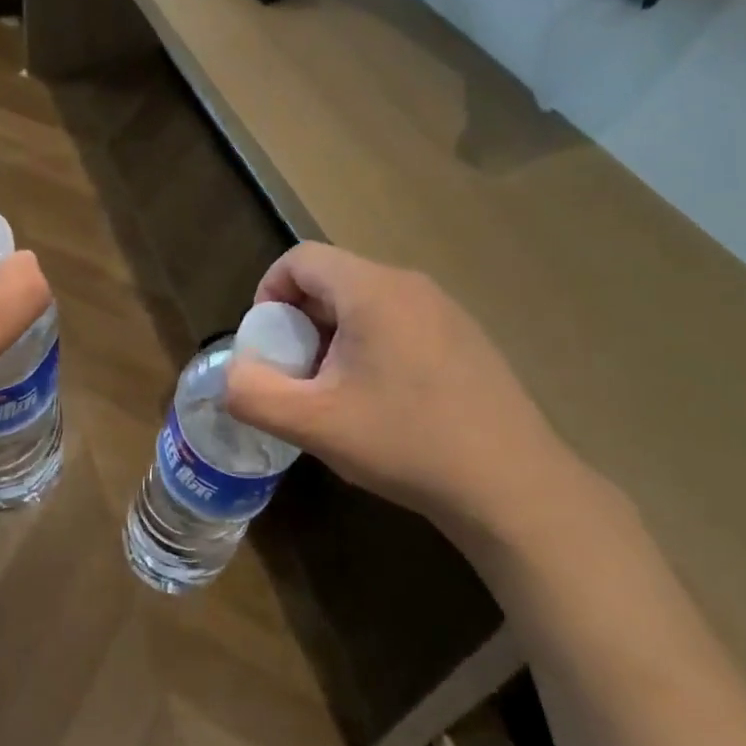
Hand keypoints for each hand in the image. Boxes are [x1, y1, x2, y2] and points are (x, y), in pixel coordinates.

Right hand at [224, 242, 597, 552]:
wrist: (513, 487)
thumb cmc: (406, 443)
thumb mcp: (313, 424)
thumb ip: (252, 393)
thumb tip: (232, 375)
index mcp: (372, 289)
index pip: (300, 258)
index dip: (268, 292)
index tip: (267, 345)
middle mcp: (410, 285)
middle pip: (332, 278)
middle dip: (299, 320)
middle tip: (297, 374)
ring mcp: (445, 310)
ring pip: (365, 302)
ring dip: (334, 335)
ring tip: (335, 391)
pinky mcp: (465, 338)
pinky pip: (399, 321)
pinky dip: (371, 345)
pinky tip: (383, 401)